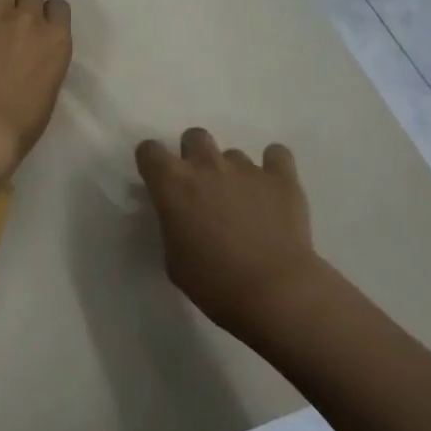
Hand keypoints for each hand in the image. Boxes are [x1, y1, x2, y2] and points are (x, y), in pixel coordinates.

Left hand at [0, 0, 72, 167]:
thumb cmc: (22, 121)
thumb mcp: (50, 85)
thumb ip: (46, 56)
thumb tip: (33, 48)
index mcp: (57, 39)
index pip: (58, 5)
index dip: (45, 15)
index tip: (34, 29)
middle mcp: (30, 18)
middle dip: (21, 4)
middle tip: (7, 23)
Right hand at [136, 129, 323, 341]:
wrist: (276, 294)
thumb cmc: (215, 284)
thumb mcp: (174, 259)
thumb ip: (172, 225)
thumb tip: (181, 216)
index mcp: (172, 182)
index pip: (149, 150)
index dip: (153, 163)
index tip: (160, 181)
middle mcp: (206, 164)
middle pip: (194, 136)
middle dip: (195, 156)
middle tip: (203, 188)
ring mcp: (245, 168)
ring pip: (233, 154)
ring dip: (232, 173)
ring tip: (245, 204)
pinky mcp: (281, 178)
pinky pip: (276, 155)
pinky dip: (273, 166)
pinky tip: (274, 187)